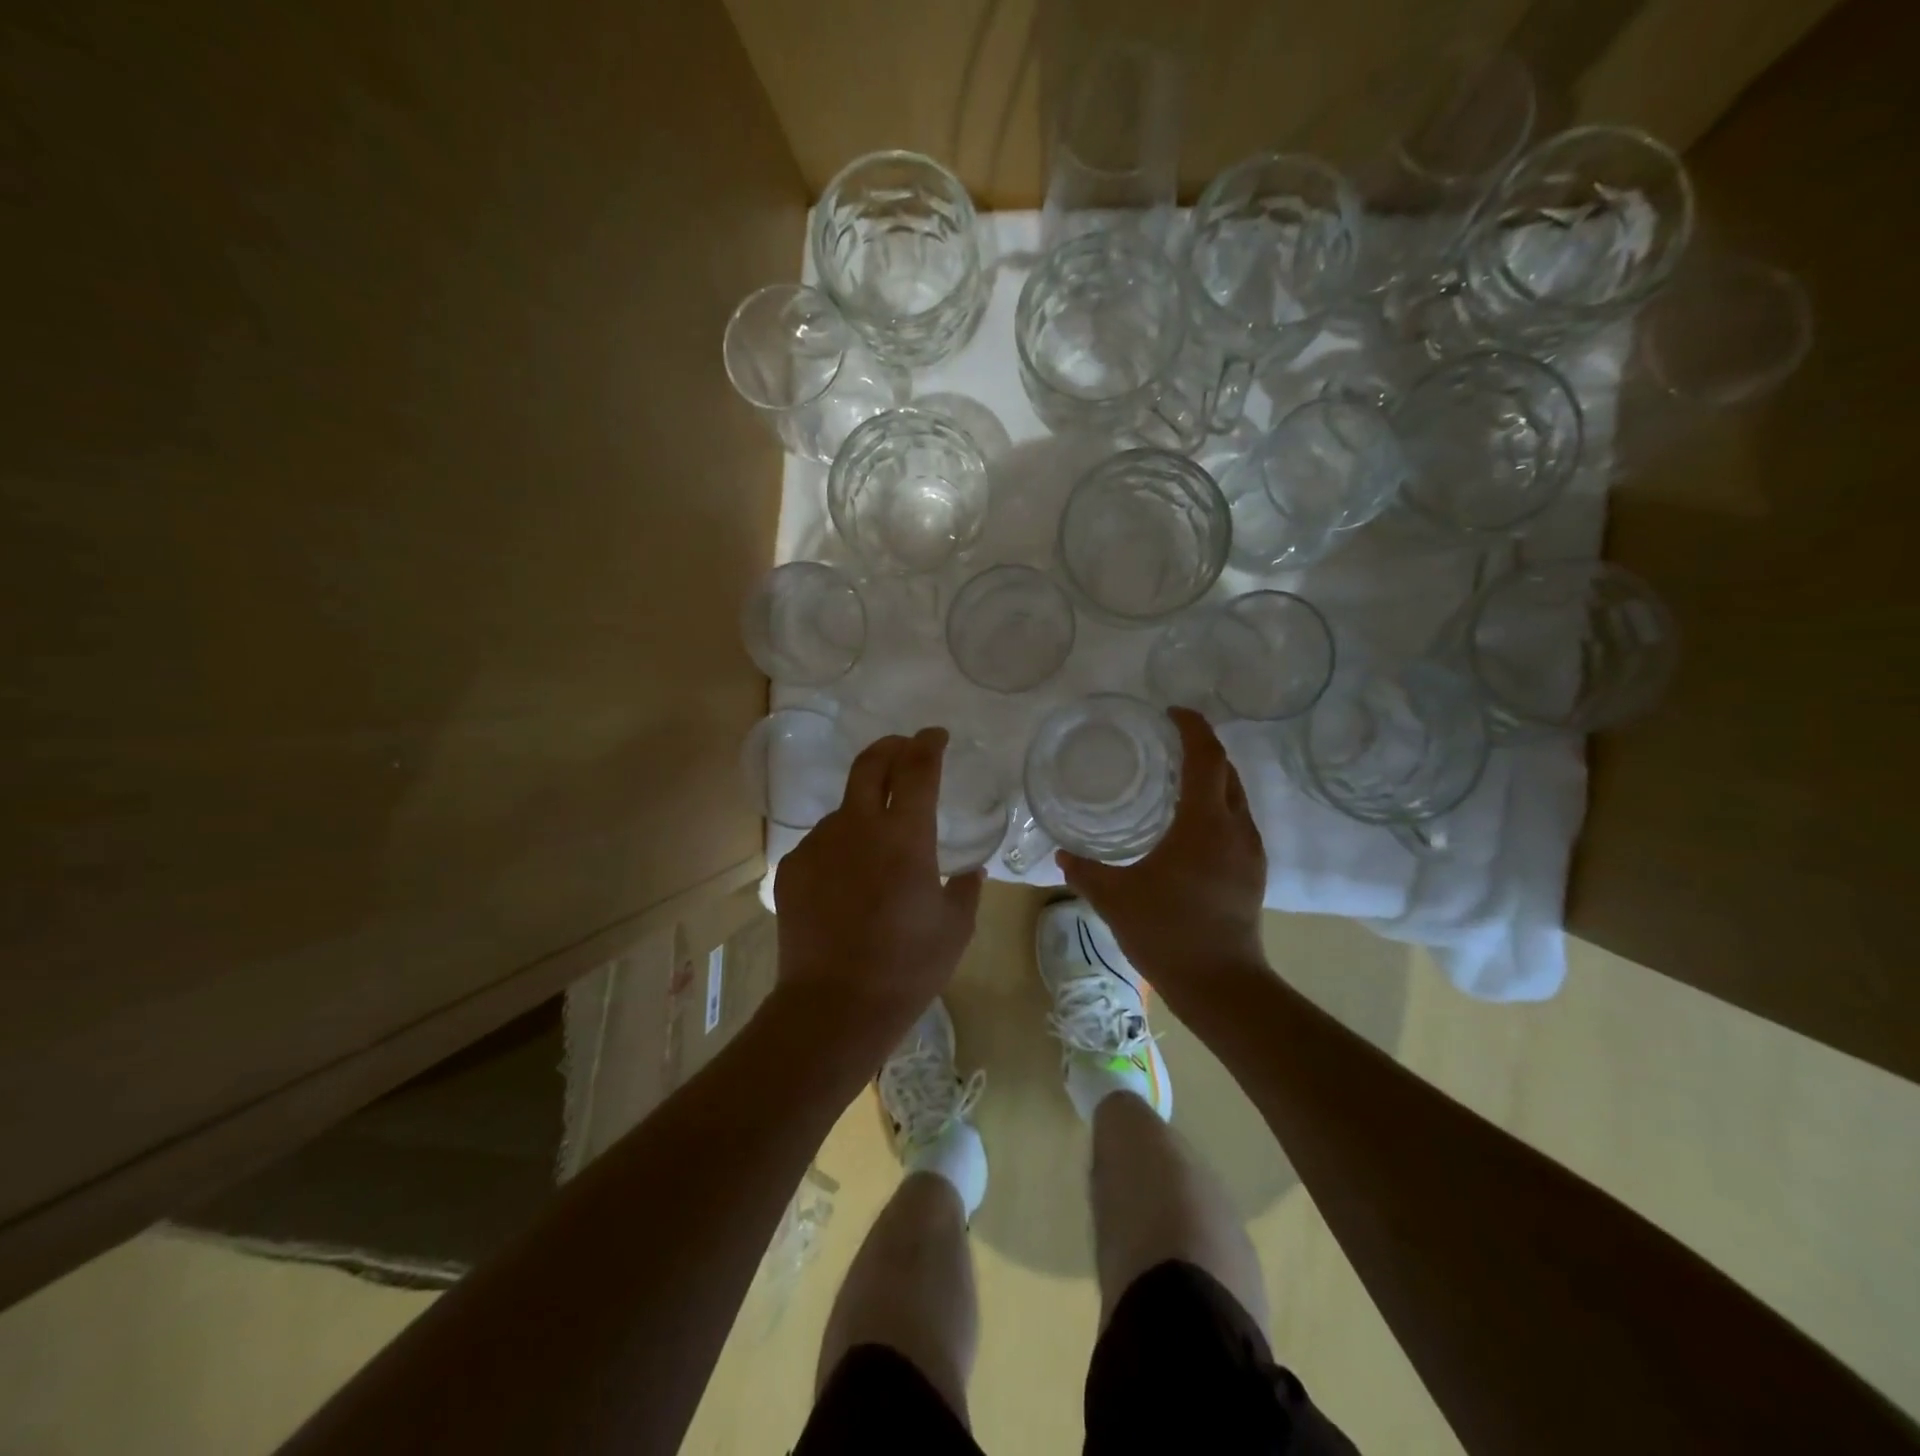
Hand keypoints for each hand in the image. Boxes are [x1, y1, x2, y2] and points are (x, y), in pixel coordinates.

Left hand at [773, 727, 983, 1045]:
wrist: (834, 1006)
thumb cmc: (907, 967)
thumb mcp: (956, 928)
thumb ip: (966, 889)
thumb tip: (969, 870)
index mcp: (905, 836)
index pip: (918, 768)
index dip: (928, 744)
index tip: (935, 736)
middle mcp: (858, 826)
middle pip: (870, 764)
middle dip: (891, 747)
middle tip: (904, 749)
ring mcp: (819, 844)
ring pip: (845, 808)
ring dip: (865, 807)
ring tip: (878, 844)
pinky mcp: (793, 867)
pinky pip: (823, 842)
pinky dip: (842, 846)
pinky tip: (849, 881)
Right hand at [1057, 708, 1268, 1010]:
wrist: (1220, 984)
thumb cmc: (1166, 932)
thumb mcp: (1115, 898)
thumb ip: (1084, 871)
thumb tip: (1063, 854)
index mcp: (1204, 823)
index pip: (1206, 757)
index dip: (1192, 727)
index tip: (1170, 712)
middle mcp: (1235, 828)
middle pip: (1226, 770)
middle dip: (1202, 748)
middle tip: (1167, 743)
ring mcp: (1250, 851)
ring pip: (1235, 797)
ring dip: (1211, 779)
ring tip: (1175, 780)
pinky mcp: (1254, 872)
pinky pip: (1237, 822)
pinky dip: (1215, 807)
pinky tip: (1189, 827)